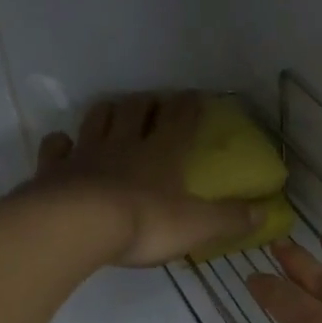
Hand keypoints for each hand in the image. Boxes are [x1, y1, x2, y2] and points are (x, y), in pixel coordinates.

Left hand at [30, 93, 258, 266]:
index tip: (195, 96)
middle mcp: (124, 144)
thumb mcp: (197, 226)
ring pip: (97, 120)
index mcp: (162, 153)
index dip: (189, 106)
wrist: (79, 226)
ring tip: (114, 110)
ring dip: (108, 112)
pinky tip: (63, 143)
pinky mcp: (55, 170)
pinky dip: (61, 143)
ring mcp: (87, 154)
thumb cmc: (145, 223)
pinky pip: (57, 148)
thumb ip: (230, 218)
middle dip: (146, 103)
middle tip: (152, 101)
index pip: (180, 120)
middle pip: (135, 110)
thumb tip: (266, 212)